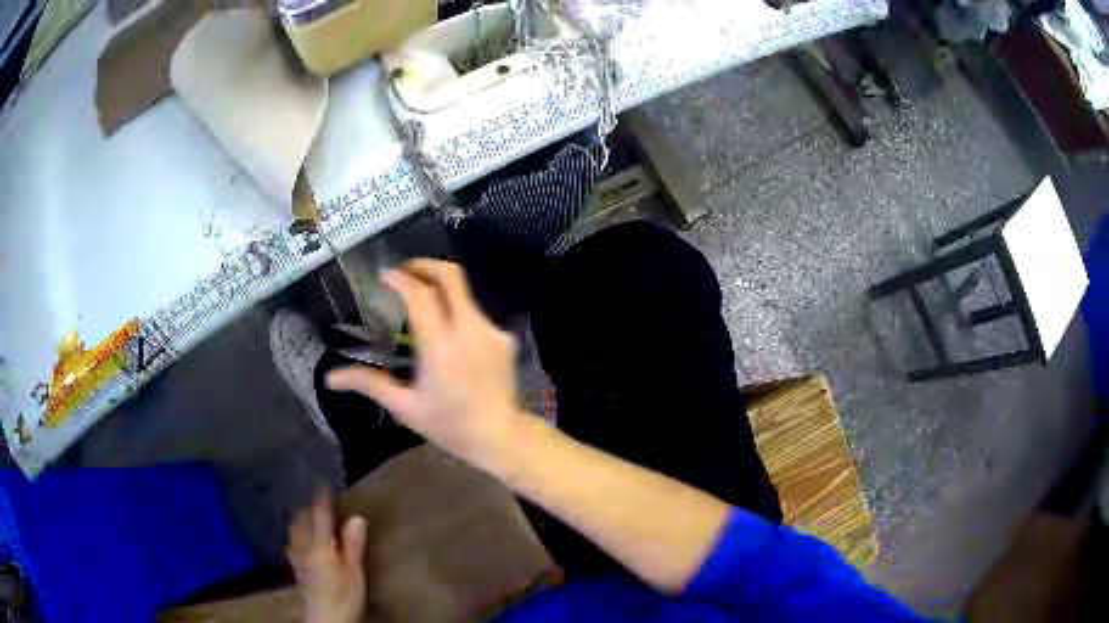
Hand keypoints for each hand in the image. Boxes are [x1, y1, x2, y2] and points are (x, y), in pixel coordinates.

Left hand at [287, 488, 366, 622]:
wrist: (325, 619)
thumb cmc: (344, 596)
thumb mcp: (355, 573)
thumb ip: (353, 545)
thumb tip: (357, 517)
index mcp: (319, 545)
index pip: (319, 516)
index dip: (321, 499)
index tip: (323, 484)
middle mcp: (304, 547)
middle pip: (302, 520)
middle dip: (309, 508)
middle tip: (318, 500)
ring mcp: (297, 558)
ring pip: (294, 530)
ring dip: (300, 519)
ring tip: (308, 515)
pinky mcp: (296, 569)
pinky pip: (292, 542)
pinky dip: (296, 533)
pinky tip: (300, 539)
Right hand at [326, 259, 526, 472]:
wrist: (500, 436)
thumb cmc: (450, 425)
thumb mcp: (405, 407)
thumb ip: (369, 384)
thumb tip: (330, 378)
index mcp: (442, 347)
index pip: (421, 296)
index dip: (401, 279)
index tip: (383, 276)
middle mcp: (470, 330)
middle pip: (451, 276)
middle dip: (425, 266)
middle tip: (404, 273)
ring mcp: (492, 331)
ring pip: (464, 292)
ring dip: (439, 289)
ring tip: (419, 303)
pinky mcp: (504, 337)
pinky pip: (475, 312)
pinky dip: (455, 311)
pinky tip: (445, 332)